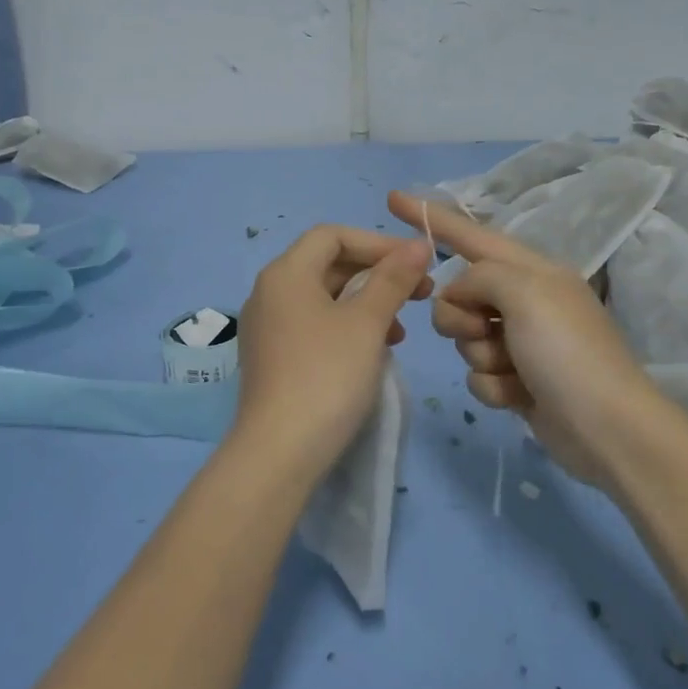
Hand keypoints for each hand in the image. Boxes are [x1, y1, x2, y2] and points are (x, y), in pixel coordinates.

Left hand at [230, 225, 432, 477]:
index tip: (417, 263)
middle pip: (328, 264)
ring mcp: (267, 328)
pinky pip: (314, 325)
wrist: (280, 452)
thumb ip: (393, 279)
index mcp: (285, 274)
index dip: (378, 242)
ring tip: (401, 328)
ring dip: (366, 302)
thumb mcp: (368, 323)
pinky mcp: (273, 358)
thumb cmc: (327, 376)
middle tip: (420, 292)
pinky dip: (347, 327)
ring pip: (324, 298)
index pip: (333, 235)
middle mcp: (269, 293)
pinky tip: (374, 351)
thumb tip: (418, 245)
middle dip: (376, 273)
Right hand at [388, 190, 662, 489]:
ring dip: (481, 356)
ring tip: (513, 369)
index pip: (471, 234)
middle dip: (460, 316)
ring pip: (464, 338)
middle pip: (458, 294)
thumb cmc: (566, 351)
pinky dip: (493, 386)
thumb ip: (480, 277)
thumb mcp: (524, 293)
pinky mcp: (517, 381)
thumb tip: (462, 297)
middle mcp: (525, 300)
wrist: (606, 428)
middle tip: (484, 330)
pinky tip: (519, 396)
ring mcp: (521, 343)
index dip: (431, 217)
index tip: (391, 198)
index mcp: (531, 270)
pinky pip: (478, 374)